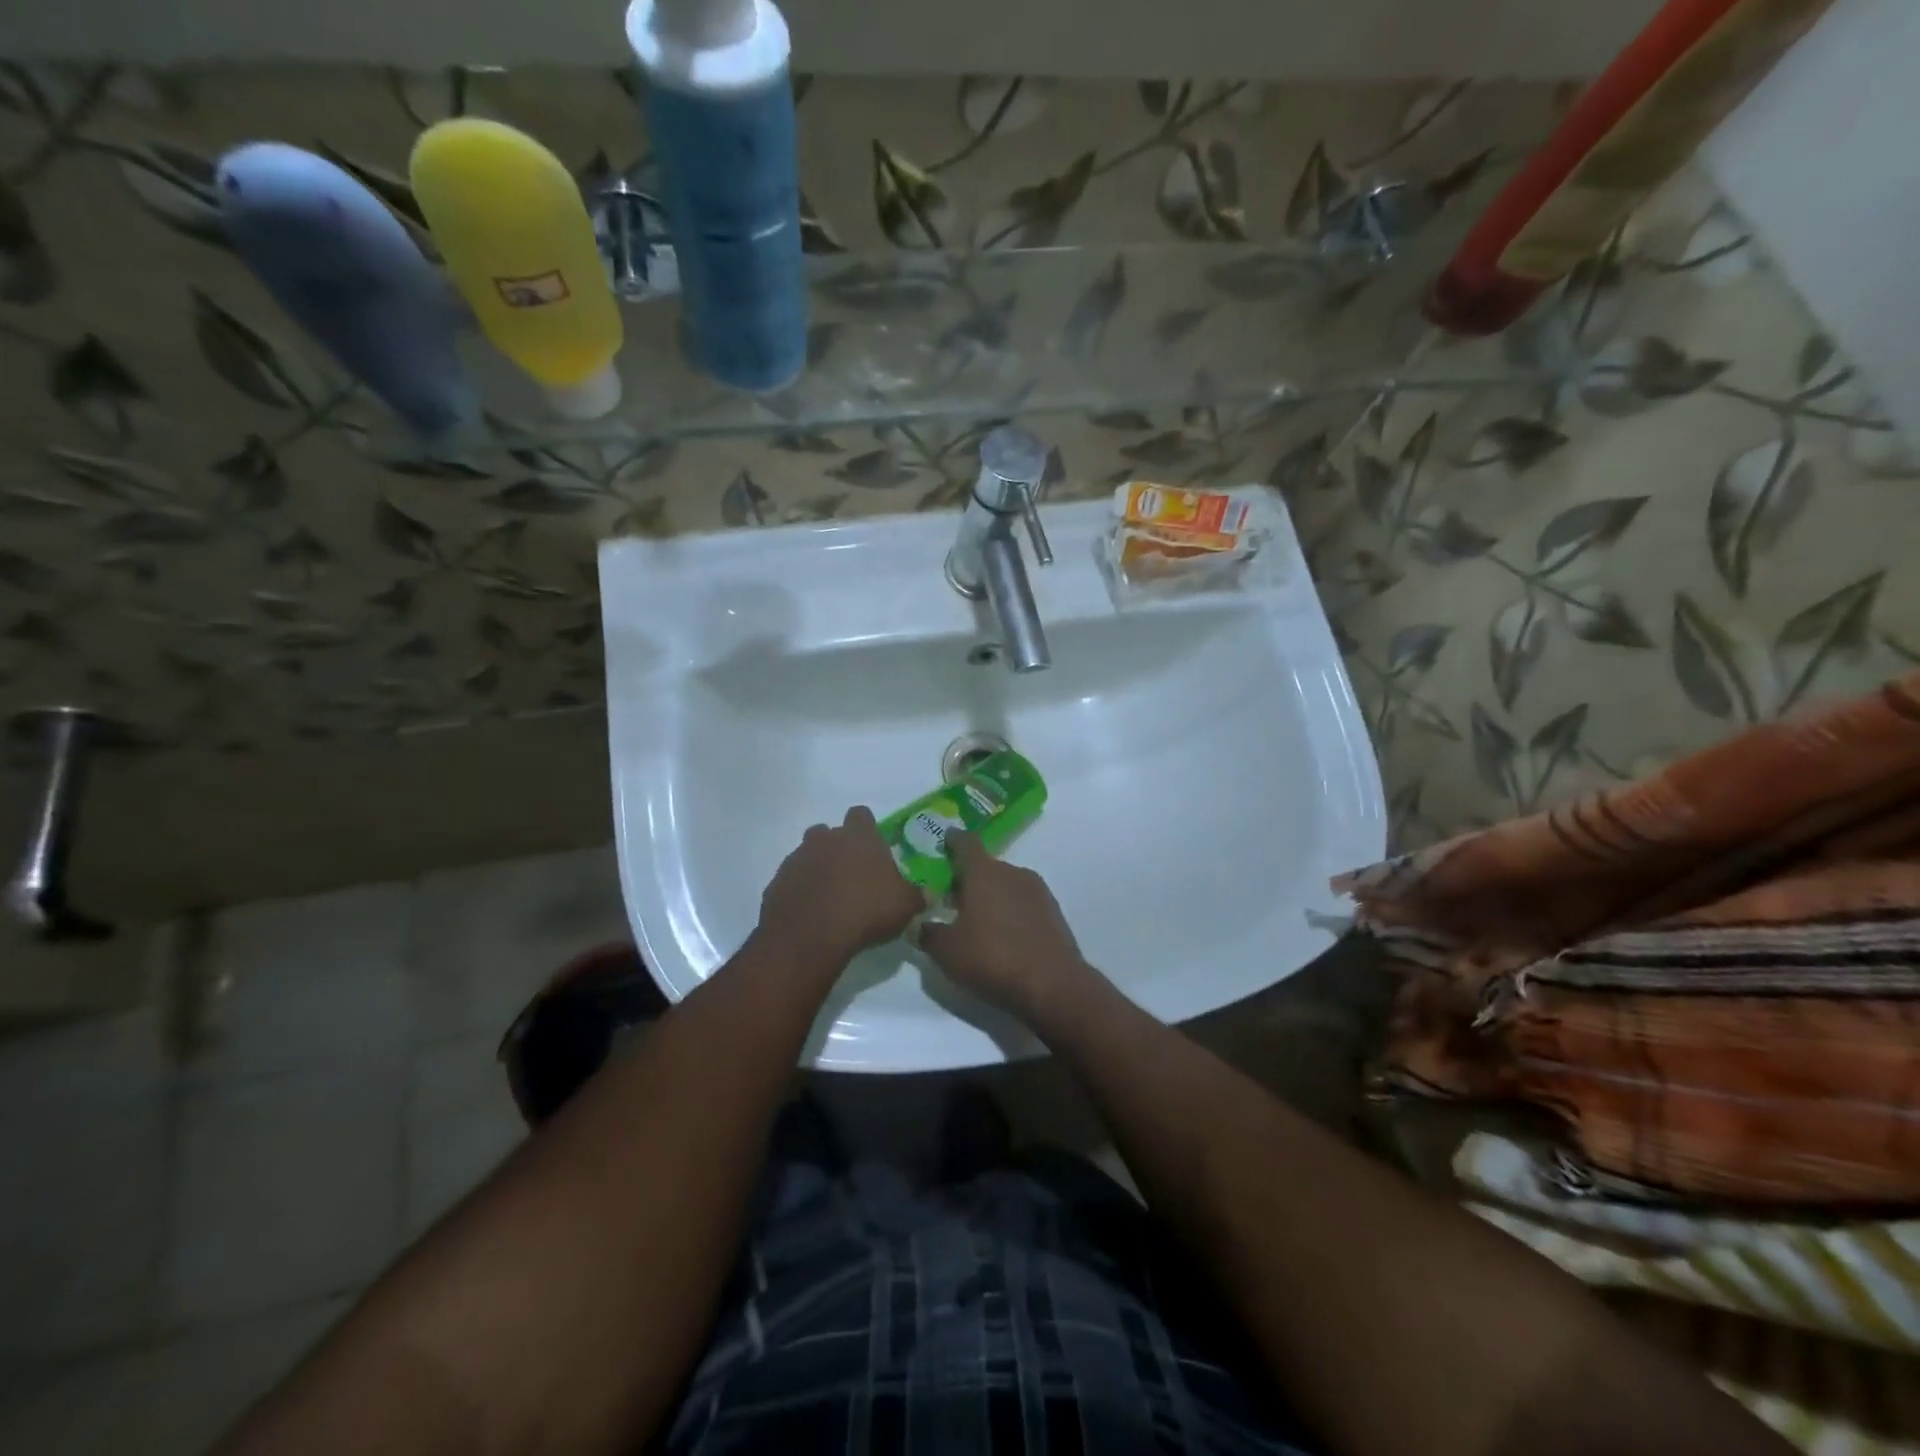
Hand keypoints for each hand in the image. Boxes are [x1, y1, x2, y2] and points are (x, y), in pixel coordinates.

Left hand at [756, 806, 924, 971]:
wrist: (809, 937)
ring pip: (808, 854)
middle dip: (839, 849)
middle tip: (853, 876)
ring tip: (831, 896)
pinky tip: (812, 912)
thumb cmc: (866, 911)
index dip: (867, 829)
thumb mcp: (905, 906)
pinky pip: (792, 880)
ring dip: (818, 868)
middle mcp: (825, 839)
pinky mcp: (777, 882)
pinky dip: (801, 890)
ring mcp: (797, 859)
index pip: (861, 815)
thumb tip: (928, 893)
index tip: (874, 849)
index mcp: (859, 836)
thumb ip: (917, 895)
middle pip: (830, 832)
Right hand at [919, 831, 1093, 1019]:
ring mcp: (1038, 891)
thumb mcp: (947, 951)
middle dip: (968, 879)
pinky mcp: (1053, 912)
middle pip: (986, 867)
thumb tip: (920, 924)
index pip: (965, 843)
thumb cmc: (992, 958)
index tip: (944, 839)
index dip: (953, 840)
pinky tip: (1002, 936)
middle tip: (950, 899)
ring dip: (990, 896)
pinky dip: (1010, 912)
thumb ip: (928, 933)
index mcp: (984, 872)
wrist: (1053, 985)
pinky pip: (1023, 903)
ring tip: (976, 921)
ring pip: (1006, 885)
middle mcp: (1013, 872)